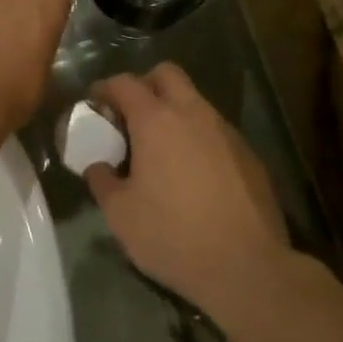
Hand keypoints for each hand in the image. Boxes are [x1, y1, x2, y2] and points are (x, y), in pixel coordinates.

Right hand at [86, 64, 290, 316]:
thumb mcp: (120, 215)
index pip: (125, 83)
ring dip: (174, 112)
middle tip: (130, 117)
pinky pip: (215, 131)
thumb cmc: (173, 235)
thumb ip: (101, 181)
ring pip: (195, 101)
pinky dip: (198, 138)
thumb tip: (97, 166)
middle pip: (166, 74)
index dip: (104, 88)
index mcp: (157, 120)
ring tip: (160, 149)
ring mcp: (226, 131)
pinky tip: (193, 174)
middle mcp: (193, 113)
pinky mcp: (249, 154)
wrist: (247, 267)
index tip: (94, 105)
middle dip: (144, 85)